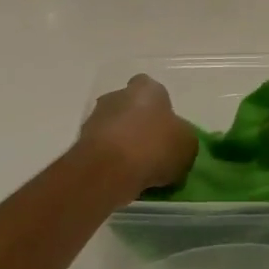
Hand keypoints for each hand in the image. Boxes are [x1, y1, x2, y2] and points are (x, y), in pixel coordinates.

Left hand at [79, 75, 196, 194]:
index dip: (161, 108)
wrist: (109, 170)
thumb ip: (182, 139)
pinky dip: (111, 162)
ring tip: (139, 171)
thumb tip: (175, 143)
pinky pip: (103, 151)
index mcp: (146, 89)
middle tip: (154, 151)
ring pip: (115, 129)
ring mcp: (95, 119)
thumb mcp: (187, 145)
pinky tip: (123, 179)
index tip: (167, 129)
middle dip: (139, 126)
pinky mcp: (81, 144)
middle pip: (131, 108)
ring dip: (124, 145)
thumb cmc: (155, 147)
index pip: (153, 89)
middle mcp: (117, 96)